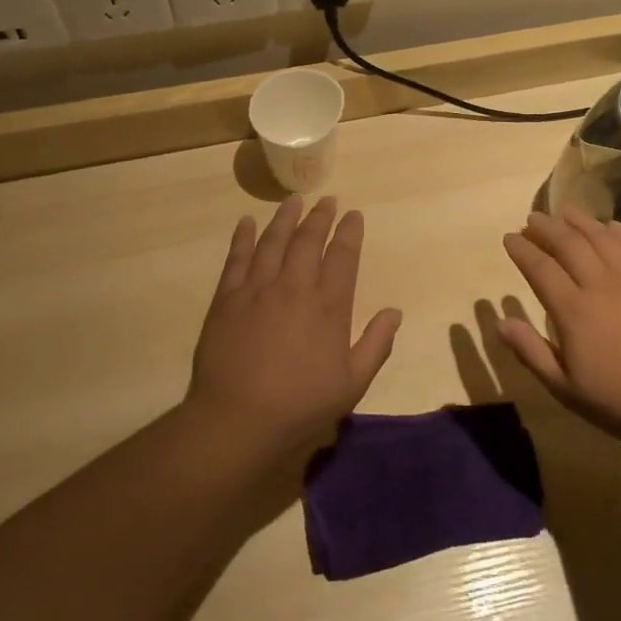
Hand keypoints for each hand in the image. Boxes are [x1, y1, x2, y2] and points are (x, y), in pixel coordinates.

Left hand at [186, 196, 401, 456]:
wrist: (237, 420)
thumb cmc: (300, 406)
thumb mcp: (351, 384)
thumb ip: (376, 345)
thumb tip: (394, 311)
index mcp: (328, 307)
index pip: (343, 257)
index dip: (349, 232)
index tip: (353, 215)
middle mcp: (294, 288)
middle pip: (308, 240)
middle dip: (320, 217)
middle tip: (327, 200)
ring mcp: (257, 289)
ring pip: (273, 241)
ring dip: (285, 218)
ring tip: (293, 200)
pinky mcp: (227, 298)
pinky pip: (236, 258)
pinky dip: (243, 237)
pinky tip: (246, 222)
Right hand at [500, 206, 620, 450]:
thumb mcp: (565, 388)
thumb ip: (531, 351)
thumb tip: (500, 321)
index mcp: (574, 311)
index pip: (540, 268)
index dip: (522, 249)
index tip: (510, 238)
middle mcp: (601, 285)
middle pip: (568, 243)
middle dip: (546, 227)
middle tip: (532, 218)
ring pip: (601, 237)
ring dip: (579, 220)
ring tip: (564, 210)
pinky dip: (616, 231)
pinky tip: (608, 226)